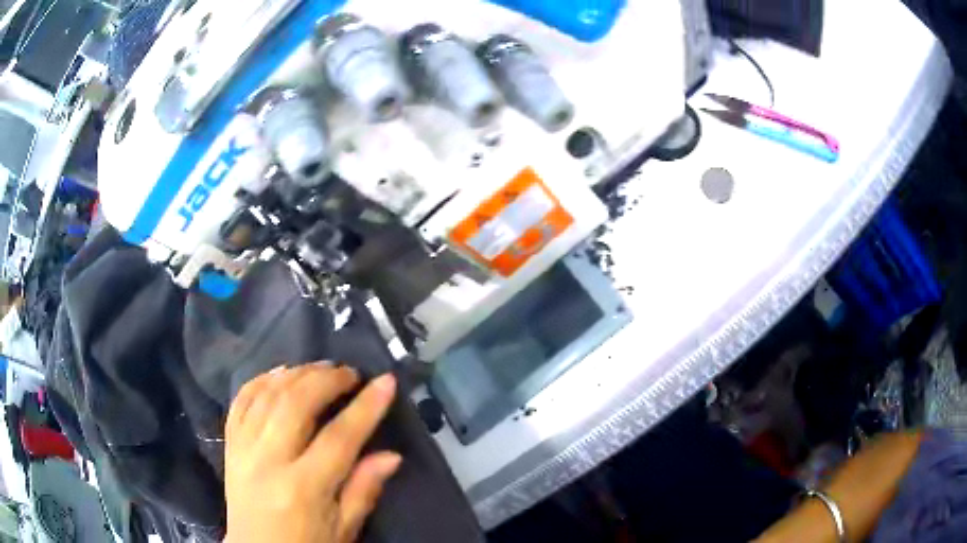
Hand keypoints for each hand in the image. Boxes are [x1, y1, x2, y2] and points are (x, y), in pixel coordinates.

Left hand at [225, 363, 400, 542]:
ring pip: (267, 395)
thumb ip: (364, 490)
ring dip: (296, 374)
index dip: (366, 407)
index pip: (338, 438)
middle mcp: (268, 462)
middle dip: (326, 380)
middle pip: (296, 405)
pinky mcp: (230, 445)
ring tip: (320, 369)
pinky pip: (241, 401)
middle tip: (350, 374)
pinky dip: (261, 380)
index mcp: (303, 489)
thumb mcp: (343, 529)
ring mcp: (243, 449)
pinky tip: (280, 374)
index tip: (386, 382)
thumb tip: (392, 455)